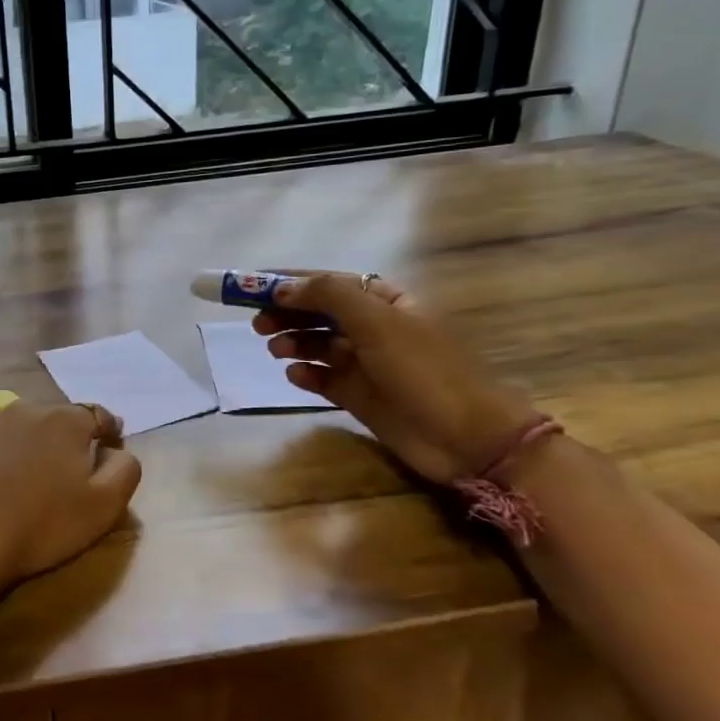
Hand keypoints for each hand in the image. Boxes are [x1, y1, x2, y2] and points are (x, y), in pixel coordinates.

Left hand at [0, 403, 141, 589]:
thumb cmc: (41, 526)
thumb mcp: (104, 506)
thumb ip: (125, 469)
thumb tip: (117, 450)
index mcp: (65, 420)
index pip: (97, 416)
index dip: (107, 435)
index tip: (107, 456)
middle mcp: (24, 409)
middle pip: (55, 421)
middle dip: (64, 443)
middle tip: (64, 479)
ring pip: (18, 431)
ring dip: (27, 449)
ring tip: (23, 485)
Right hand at [253, 272, 536, 482]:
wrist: (467, 438)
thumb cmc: (425, 370)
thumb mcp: (378, 322)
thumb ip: (330, 297)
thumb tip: (284, 289)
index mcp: (386, 301)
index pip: (330, 282)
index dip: (291, 282)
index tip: (252, 287)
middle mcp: (375, 328)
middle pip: (320, 313)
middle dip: (288, 313)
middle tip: (257, 323)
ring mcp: (368, 364)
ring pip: (319, 345)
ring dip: (294, 342)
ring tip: (275, 349)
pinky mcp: (360, 397)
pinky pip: (324, 378)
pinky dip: (306, 374)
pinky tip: (295, 375)